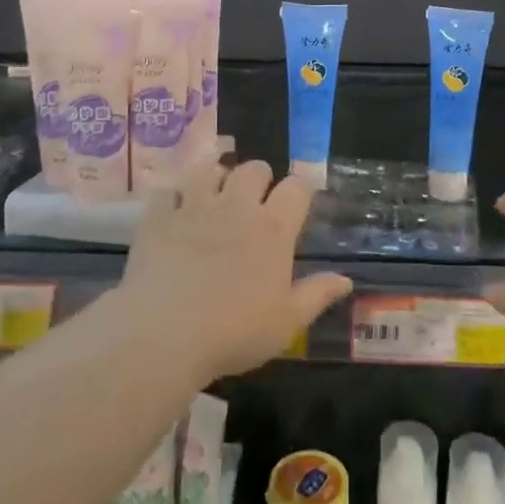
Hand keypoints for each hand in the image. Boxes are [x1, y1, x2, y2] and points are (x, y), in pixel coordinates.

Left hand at [117, 160, 352, 383]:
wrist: (164, 334)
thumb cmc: (234, 332)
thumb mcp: (286, 323)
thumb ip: (317, 295)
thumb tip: (345, 279)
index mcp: (273, 229)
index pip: (296, 187)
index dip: (298, 191)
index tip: (295, 206)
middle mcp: (237, 207)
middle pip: (253, 169)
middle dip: (258, 178)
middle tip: (253, 202)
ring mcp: (194, 207)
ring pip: (209, 169)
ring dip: (215, 178)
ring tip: (213, 196)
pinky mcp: (159, 216)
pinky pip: (167, 190)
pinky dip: (172, 197)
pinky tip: (173, 211)